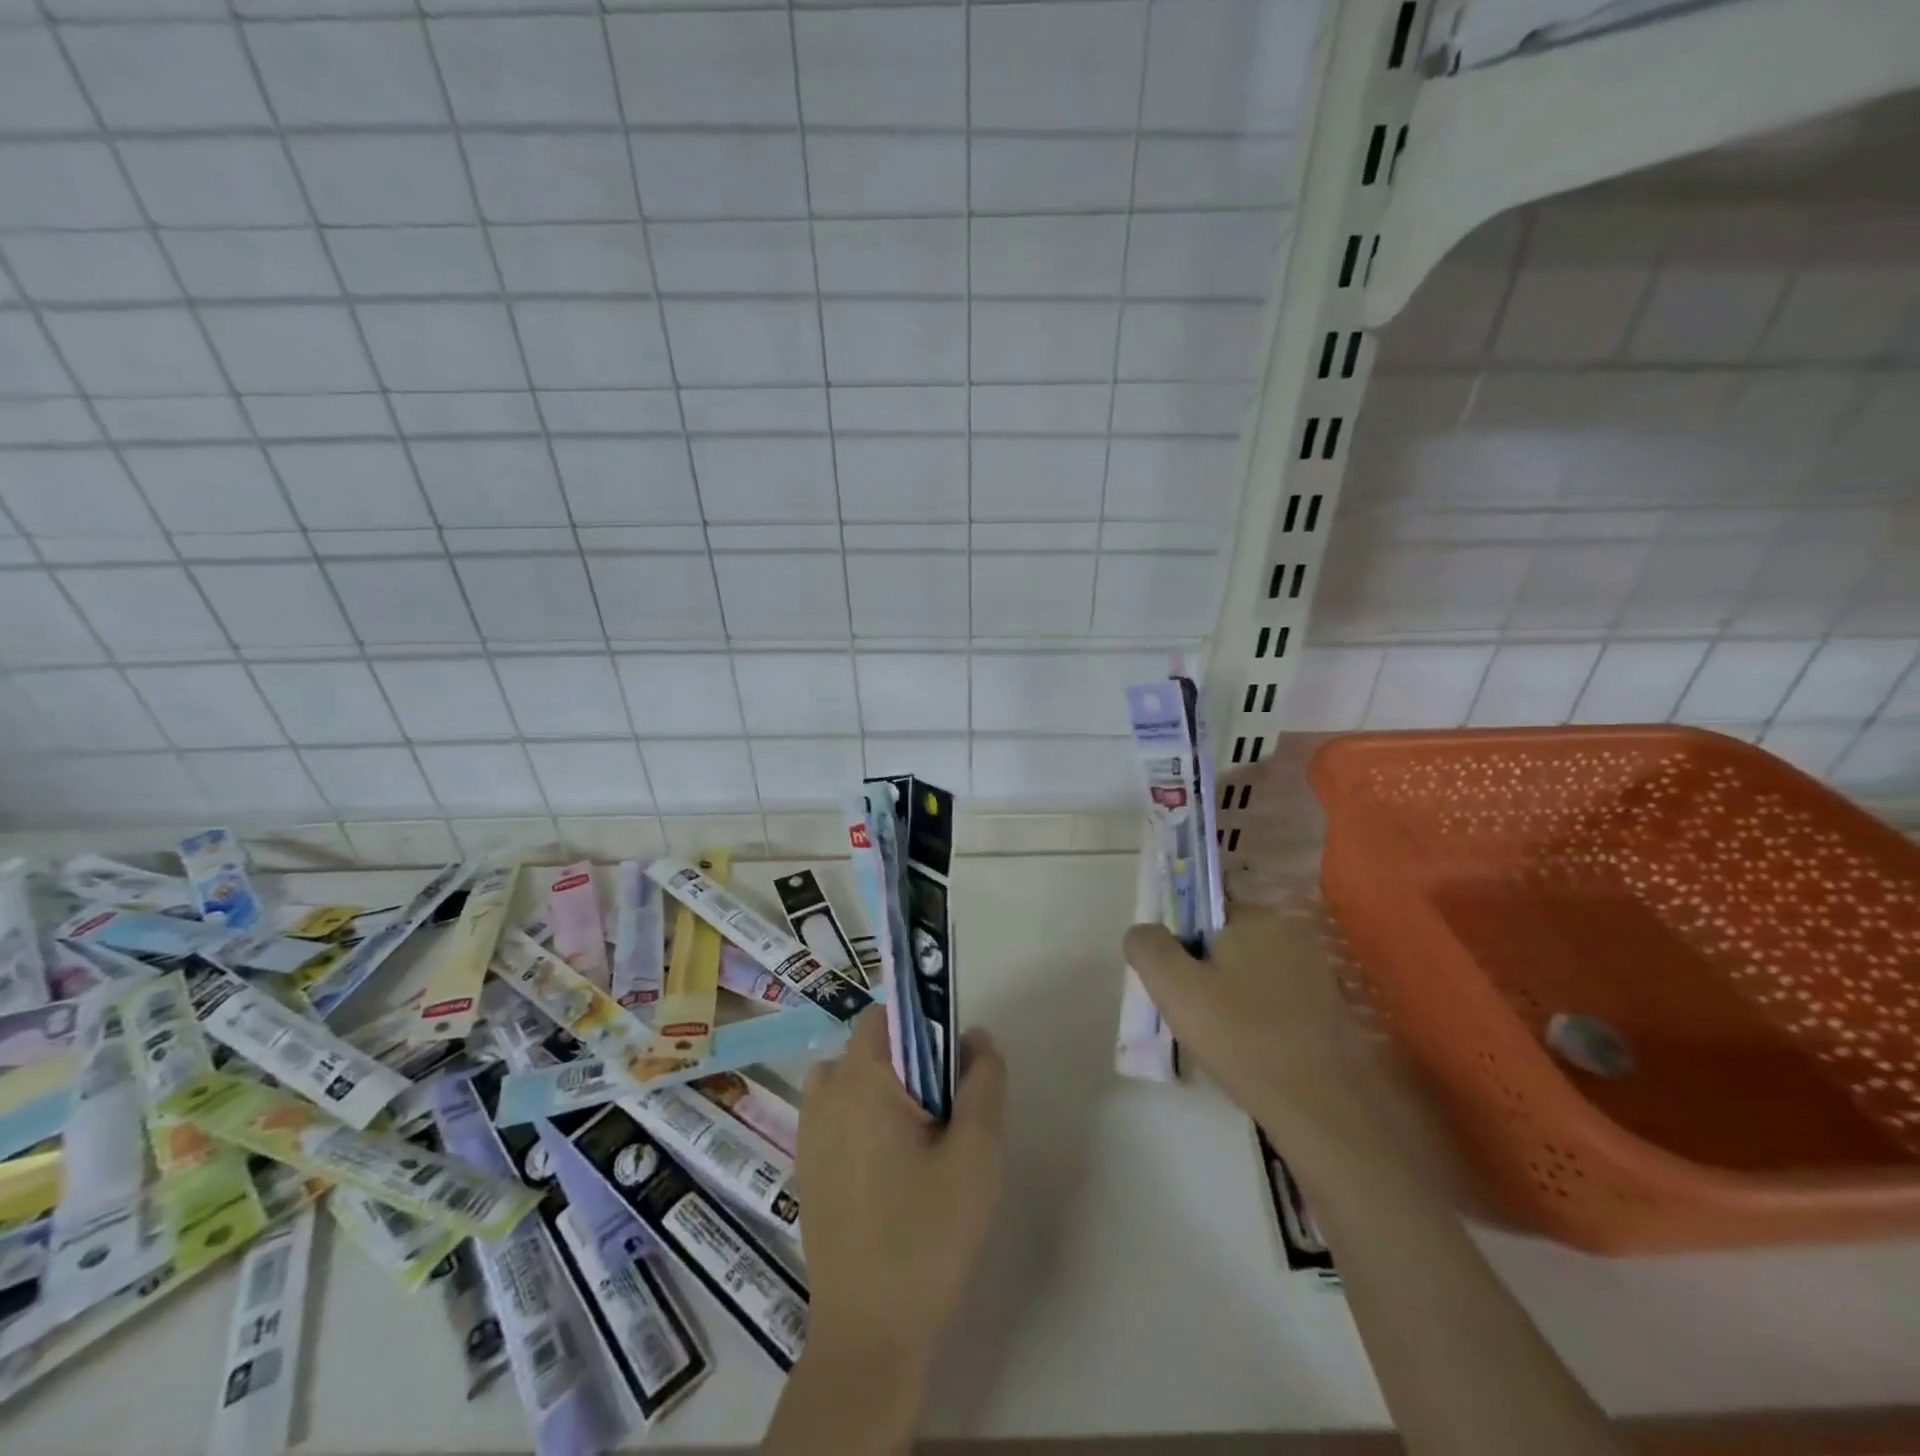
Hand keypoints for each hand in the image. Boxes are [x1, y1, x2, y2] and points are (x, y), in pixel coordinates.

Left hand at [795, 1008, 1006, 1386]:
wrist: (870, 1337)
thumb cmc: (928, 1236)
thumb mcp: (977, 1154)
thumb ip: (983, 1082)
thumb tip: (976, 1038)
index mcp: (860, 1080)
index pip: (890, 1014)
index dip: (927, 1024)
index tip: (955, 1065)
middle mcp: (825, 1094)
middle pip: (873, 1045)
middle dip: (913, 1062)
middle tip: (947, 1114)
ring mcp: (809, 1132)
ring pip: (854, 1079)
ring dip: (887, 1089)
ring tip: (922, 1139)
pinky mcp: (807, 1167)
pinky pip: (839, 1114)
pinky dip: (866, 1118)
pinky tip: (893, 1169)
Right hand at [1123, 906, 1383, 1166]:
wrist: (1328, 1110)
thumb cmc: (1243, 1037)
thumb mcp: (1174, 986)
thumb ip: (1148, 947)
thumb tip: (1142, 932)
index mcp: (1257, 918)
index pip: (1201, 913)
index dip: (1178, 946)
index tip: (1173, 986)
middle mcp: (1292, 936)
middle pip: (1226, 946)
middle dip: (1203, 976)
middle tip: (1190, 1017)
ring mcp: (1317, 976)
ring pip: (1251, 979)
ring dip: (1230, 1002)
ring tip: (1219, 1044)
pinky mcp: (1331, 1015)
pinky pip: (1276, 1007)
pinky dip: (1258, 1025)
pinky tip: (1252, 1057)